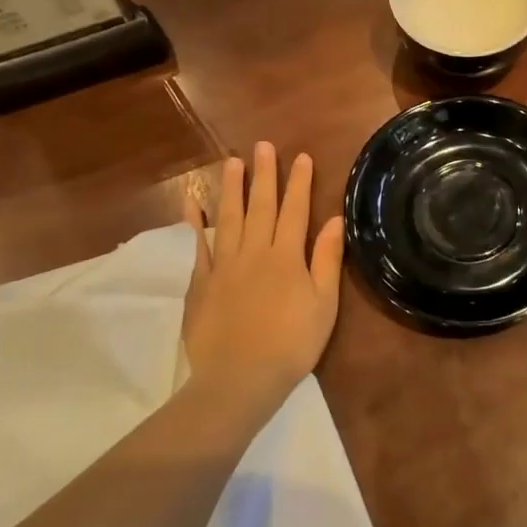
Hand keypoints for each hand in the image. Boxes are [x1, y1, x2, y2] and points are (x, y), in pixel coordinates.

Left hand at [180, 142, 345, 428]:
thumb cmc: (292, 344)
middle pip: (261, 206)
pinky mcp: (201, 283)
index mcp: (286, 257)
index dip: (300, 183)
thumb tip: (334, 220)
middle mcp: (255, 252)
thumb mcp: (324, 304)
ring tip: (232, 161)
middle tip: (263, 146)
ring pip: (229, 217)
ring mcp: (224, 266)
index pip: (296, 210)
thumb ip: (326, 259)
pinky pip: (198, 245)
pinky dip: (195, 222)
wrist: (239, 379)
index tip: (302, 157)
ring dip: (232, 188)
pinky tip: (192, 202)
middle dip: (264, 175)